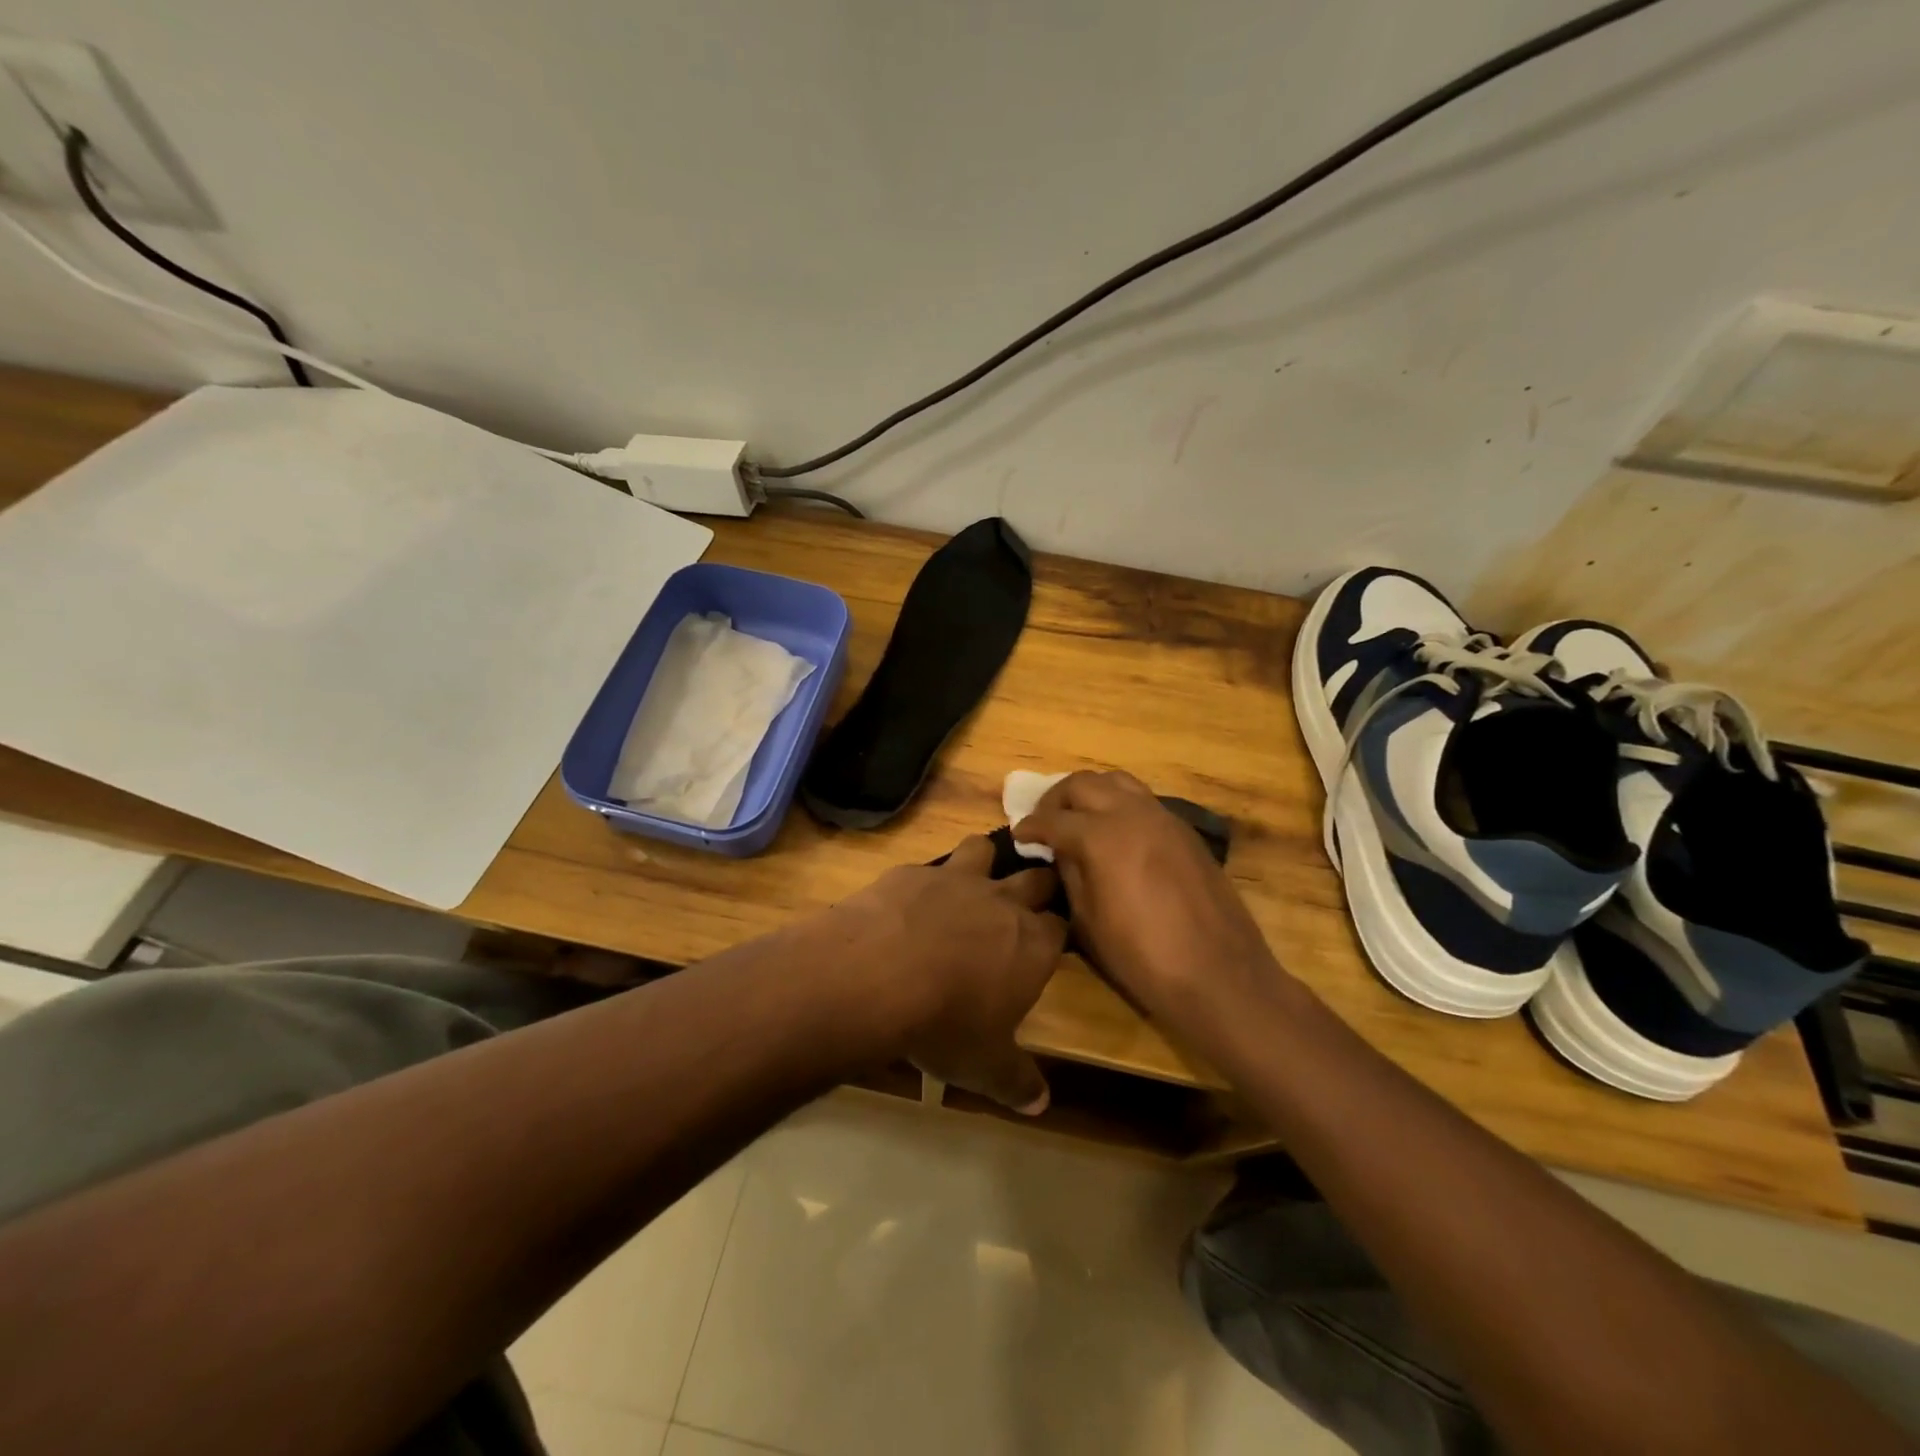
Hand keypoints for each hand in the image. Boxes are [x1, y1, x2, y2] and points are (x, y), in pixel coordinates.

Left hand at [805, 838, 1066, 1113]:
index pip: (1061, 927)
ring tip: (974, 877)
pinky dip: (924, 881)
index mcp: (1032, 944)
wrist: (877, 977)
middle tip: (1028, 898)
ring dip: (983, 861)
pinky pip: (927, 866)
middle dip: (1036, 885)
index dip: (1057, 933)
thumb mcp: (985, 1067)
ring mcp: (956, 880)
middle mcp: (1002, 902)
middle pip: (1035, 878)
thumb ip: (1017, 1081)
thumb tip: (1041, 1104)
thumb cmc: (945, 1024)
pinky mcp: (912, 872)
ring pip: (983, 849)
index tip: (1052, 942)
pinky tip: (907, 902)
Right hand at [1012, 771, 1281, 1020]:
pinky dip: (1119, 804)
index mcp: (1102, 837)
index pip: (1053, 819)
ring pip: (1117, 782)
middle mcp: (1132, 814)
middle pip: (1084, 783)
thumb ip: (1070, 874)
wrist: (1219, 974)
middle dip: (1056, 799)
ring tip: (1078, 818)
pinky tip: (1114, 833)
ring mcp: (1164, 818)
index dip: (1030, 826)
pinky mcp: (1185, 831)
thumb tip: (1059, 851)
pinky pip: (1143, 800)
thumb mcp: (1088, 922)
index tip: (1018, 835)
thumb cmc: (1143, 957)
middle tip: (1044, 822)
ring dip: (1090, 793)